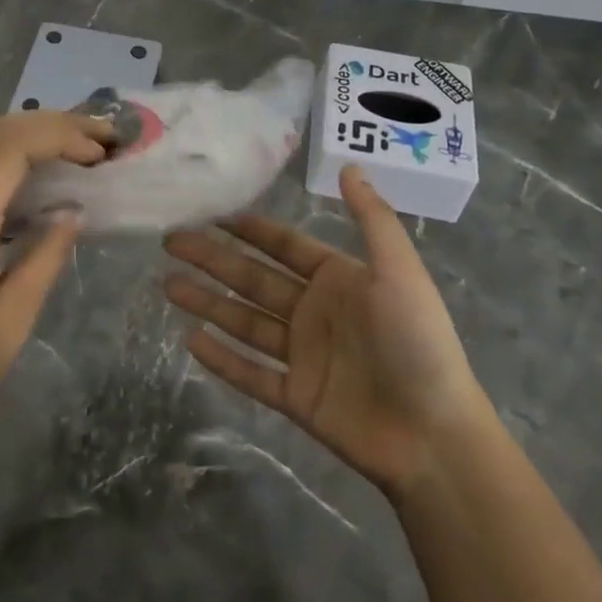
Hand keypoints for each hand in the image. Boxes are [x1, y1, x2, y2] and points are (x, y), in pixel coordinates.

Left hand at [0, 110, 112, 450]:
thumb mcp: (13, 318)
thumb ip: (45, 255)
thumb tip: (72, 210)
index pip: (9, 149)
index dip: (58, 137)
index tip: (100, 151)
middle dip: (46, 124)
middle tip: (96, 136)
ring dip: (20, 130)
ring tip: (68, 141)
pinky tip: (21, 165)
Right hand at [163, 166, 490, 499]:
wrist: (434, 435)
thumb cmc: (418, 343)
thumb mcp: (400, 272)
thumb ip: (372, 219)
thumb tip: (350, 166)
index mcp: (338, 280)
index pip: (284, 246)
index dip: (249, 229)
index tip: (211, 212)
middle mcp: (315, 312)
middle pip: (253, 279)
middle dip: (212, 259)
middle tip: (171, 242)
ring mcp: (303, 356)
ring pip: (244, 322)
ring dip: (206, 303)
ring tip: (167, 284)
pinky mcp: (296, 397)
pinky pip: (250, 373)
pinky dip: (222, 358)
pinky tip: (191, 339)